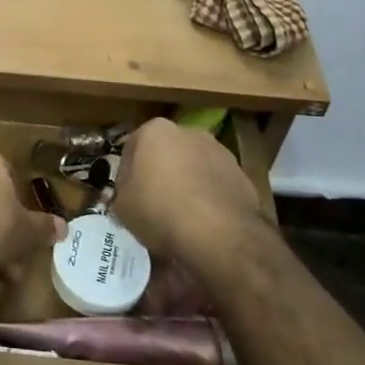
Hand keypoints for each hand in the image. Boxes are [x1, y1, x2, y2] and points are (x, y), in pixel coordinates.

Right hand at [112, 120, 267, 279]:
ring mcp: (219, 151)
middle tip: (152, 203)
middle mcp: (189, 132)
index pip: (132, 147)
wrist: (219, 234)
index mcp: (155, 130)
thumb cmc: (160, 210)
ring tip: (180, 216)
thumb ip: (122, 191)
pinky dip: (208, 198)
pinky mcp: (242, 175)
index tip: (126, 194)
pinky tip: (203, 222)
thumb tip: (130, 191)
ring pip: (193, 166)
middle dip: (160, 172)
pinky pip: (215, 184)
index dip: (127, 173)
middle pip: (166, 152)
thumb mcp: (122, 206)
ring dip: (186, 183)